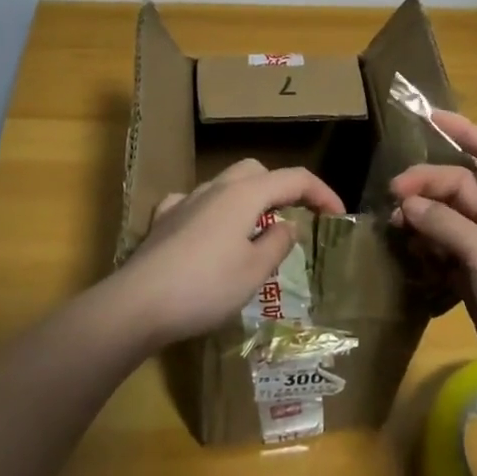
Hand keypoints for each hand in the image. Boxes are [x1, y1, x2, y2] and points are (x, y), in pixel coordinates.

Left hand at [110, 160, 344, 347]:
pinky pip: (194, 202)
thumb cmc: (205, 287)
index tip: (338, 215)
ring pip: (224, 184)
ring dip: (247, 199)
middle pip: (256, 171)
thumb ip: (277, 243)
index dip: (321, 193)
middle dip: (281, 188)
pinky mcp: (162, 221)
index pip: (294, 179)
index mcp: (245, 194)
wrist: (138, 304)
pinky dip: (210, 211)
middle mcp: (215, 188)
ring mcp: (185, 201)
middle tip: (296, 217)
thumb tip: (287, 225)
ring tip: (255, 231)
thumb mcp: (254, 272)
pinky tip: (207, 232)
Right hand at [389, 112, 476, 426]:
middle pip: (460, 188)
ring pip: (448, 222)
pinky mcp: (476, 286)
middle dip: (427, 186)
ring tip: (396, 230)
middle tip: (392, 197)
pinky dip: (426, 254)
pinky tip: (408, 261)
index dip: (464, 131)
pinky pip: (444, 256)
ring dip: (422, 221)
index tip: (428, 117)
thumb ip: (446, 225)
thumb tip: (409, 204)